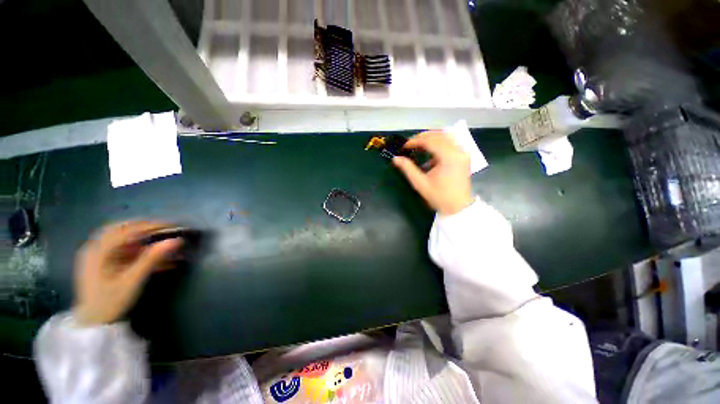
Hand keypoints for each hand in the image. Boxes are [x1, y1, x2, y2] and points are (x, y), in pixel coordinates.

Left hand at [74, 221, 182, 325]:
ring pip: (119, 237)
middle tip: (165, 228)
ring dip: (140, 235)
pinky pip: (118, 248)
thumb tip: (177, 240)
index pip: (127, 230)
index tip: (172, 226)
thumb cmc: (111, 302)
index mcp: (98, 251)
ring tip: (159, 237)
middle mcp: (95, 248)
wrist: (94, 324)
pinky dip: (135, 246)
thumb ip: (152, 259)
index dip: (151, 225)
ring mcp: (96, 256)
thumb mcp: (133, 281)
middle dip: (144, 226)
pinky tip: (148, 251)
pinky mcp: (100, 263)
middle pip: (121, 229)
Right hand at [393, 130, 473, 215]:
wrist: (458, 207)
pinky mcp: (464, 156)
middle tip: (410, 144)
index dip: (415, 141)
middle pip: (439, 134)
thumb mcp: (420, 183)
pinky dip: (439, 143)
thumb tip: (395, 158)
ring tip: (419, 145)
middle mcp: (458, 150)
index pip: (430, 140)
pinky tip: (431, 153)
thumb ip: (407, 168)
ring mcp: (463, 152)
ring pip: (446, 136)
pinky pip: (451, 143)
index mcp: (448, 157)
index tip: (404, 147)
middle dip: (422, 137)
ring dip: (431, 138)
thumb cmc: (439, 196)